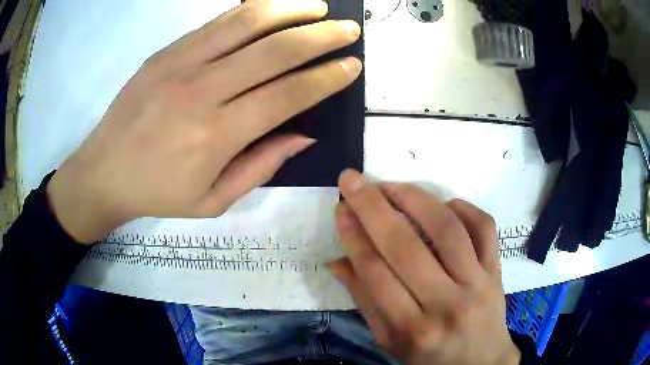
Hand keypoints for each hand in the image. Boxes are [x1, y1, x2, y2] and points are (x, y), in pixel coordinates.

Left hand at [47, 0, 361, 243]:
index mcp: (217, 136)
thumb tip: (304, 135)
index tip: (352, 65)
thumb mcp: (213, 200)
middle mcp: (202, 91)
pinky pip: (217, 21)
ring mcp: (181, 63)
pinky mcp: (166, 51)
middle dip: (321, 36)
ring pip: (247, 23)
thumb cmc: (157, 193)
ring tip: (318, 6)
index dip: (326, 78)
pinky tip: (273, 7)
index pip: (287, 95)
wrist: (103, 172)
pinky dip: (252, 9)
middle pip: (275, 50)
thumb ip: (261, 166)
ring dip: (290, 9)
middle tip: (348, 29)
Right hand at [329, 170, 520, 364]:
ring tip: (390, 185)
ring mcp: (478, 283)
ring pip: (447, 229)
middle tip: (353, 181)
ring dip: (414, 198)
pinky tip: (443, 204)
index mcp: (412, 330)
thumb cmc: (430, 358)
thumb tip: (338, 261)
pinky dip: (463, 208)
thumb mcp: (390, 341)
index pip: (375, 274)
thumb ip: (365, 302)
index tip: (341, 209)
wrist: (481, 362)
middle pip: (406, 246)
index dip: (353, 236)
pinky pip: (484, 227)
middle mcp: (446, 304)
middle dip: (373, 207)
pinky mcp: (497, 270)